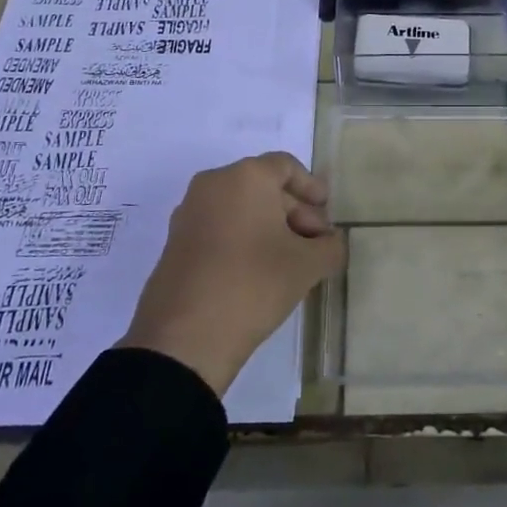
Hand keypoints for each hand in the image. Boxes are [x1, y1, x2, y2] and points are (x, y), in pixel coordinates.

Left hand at [120, 153, 343, 397]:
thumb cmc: (253, 284)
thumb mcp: (307, 266)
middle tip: (316, 245)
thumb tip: (330, 243)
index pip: (286, 166)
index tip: (327, 211)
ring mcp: (189, 213)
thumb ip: (330, 246)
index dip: (311, 187)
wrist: (183, 339)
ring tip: (292, 263)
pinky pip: (220, 227)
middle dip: (295, 212)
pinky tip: (260, 273)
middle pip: (264, 187)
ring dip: (270, 228)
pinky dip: (244, 240)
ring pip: (241, 208)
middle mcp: (213, 184)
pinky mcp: (176, 243)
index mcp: (245, 177)